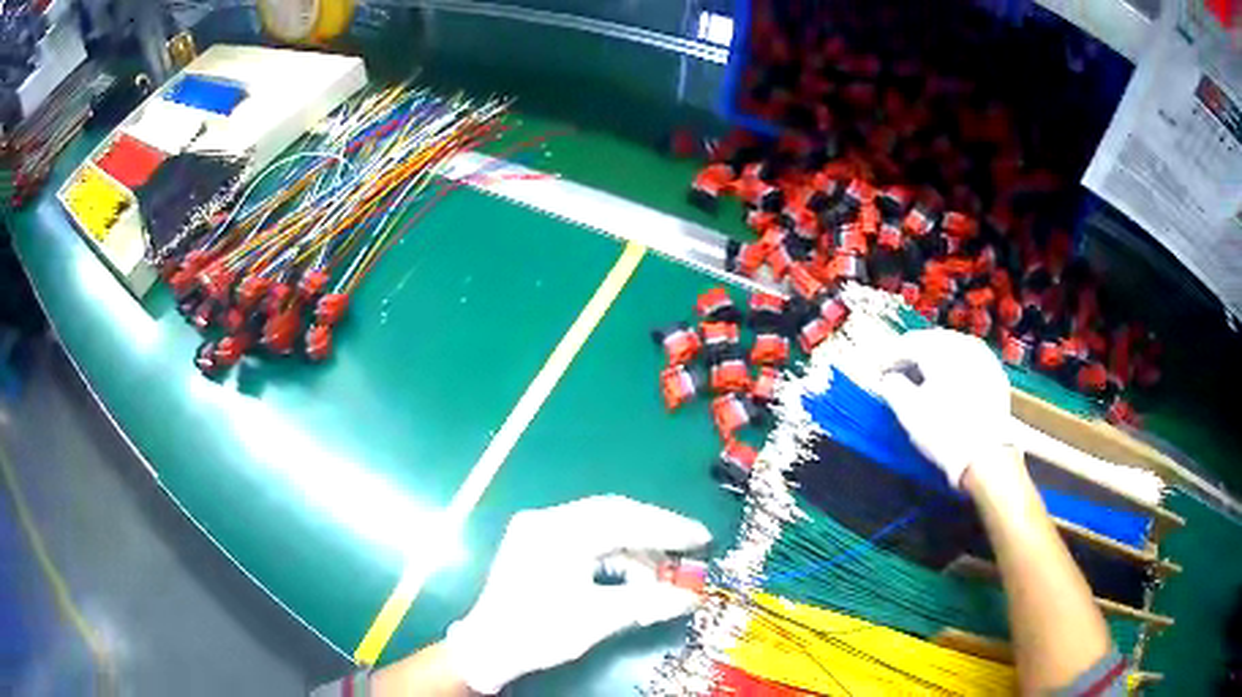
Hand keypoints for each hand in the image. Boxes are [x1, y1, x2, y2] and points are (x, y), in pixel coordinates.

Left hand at [443, 496, 711, 693]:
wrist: (488, 647)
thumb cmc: (539, 632)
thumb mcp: (597, 619)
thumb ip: (648, 603)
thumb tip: (693, 597)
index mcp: (557, 532)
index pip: (623, 519)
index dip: (668, 528)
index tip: (703, 537)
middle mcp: (547, 520)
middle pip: (614, 514)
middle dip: (655, 532)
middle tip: (691, 546)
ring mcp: (539, 529)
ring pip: (602, 525)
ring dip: (635, 546)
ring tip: (663, 572)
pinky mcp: (538, 542)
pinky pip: (587, 537)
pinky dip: (615, 553)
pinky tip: (633, 573)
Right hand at [878, 329, 1011, 487]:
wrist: (986, 455)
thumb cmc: (943, 431)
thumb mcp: (908, 412)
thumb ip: (892, 387)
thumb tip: (889, 378)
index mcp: (939, 349)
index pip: (907, 344)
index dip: (889, 357)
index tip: (879, 372)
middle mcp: (962, 344)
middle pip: (931, 340)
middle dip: (913, 354)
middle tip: (899, 371)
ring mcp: (982, 356)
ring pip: (952, 348)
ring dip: (936, 358)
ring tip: (924, 376)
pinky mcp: (995, 372)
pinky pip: (969, 360)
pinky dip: (956, 367)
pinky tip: (950, 383)